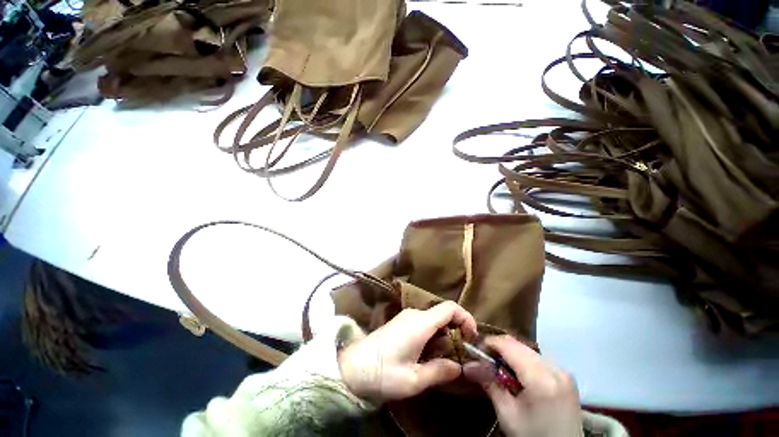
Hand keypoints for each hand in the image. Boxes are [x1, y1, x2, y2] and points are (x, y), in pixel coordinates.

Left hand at [338, 301, 477, 401]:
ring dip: (442, 341)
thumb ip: (440, 371)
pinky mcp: (394, 329)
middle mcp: (412, 316)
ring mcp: (401, 322)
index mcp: (420, 323)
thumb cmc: (381, 375)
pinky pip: (420, 329)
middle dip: (455, 335)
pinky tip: (425, 361)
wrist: (345, 371)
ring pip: (432, 324)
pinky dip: (430, 341)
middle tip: (458, 357)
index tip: (472, 339)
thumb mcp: (414, 380)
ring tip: (443, 363)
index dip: (466, 319)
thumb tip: (458, 367)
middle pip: (443, 317)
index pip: (451, 308)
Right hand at [464, 336, 582, 436]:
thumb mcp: (507, 415)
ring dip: (516, 359)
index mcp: (542, 378)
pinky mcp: (569, 378)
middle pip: (526, 349)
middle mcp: (558, 368)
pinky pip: (546, 364)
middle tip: (482, 364)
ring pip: (536, 355)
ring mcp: (566, 372)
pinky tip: (521, 381)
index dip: (492, 343)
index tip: (473, 351)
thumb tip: (470, 365)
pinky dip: (530, 366)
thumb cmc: (531, 434)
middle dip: (503, 352)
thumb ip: (492, 387)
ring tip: (500, 374)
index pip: (514, 347)